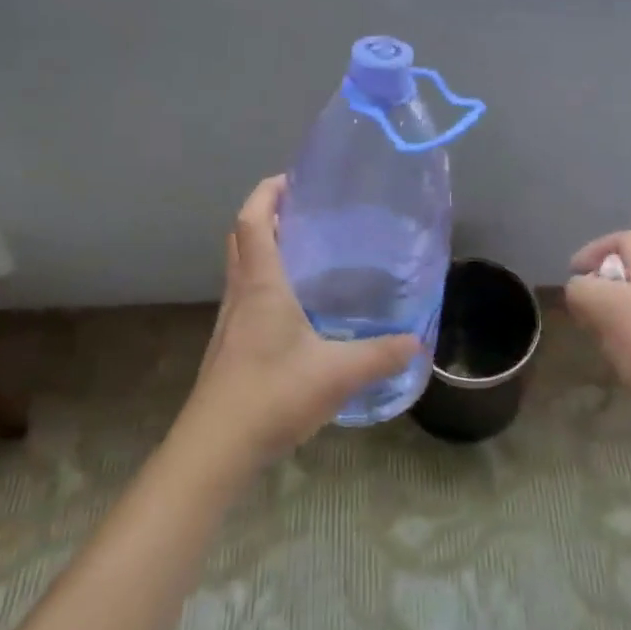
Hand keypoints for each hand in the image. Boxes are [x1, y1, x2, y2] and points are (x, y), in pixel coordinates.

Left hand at [175, 175, 417, 471]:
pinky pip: (245, 298)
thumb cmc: (272, 395)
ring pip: (241, 269)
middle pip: (241, 239)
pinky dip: (264, 284)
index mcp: (261, 285)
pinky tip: (295, 310)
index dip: (267, 193)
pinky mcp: (229, 349)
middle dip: (265, 215)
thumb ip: (380, 355)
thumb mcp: (338, 373)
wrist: (214, 450)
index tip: (291, 179)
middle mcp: (240, 295)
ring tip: (304, 252)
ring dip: (263, 249)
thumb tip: (416, 342)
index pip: (253, 221)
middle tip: (302, 210)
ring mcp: (230, 324)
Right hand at [566, 231, 630, 413]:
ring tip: (601, 337)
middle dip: (602, 286)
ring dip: (614, 313)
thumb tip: (580, 289)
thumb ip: (582, 289)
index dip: (595, 249)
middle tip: (585, 310)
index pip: (624, 239)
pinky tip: (625, 359)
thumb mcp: (601, 308)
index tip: (575, 273)